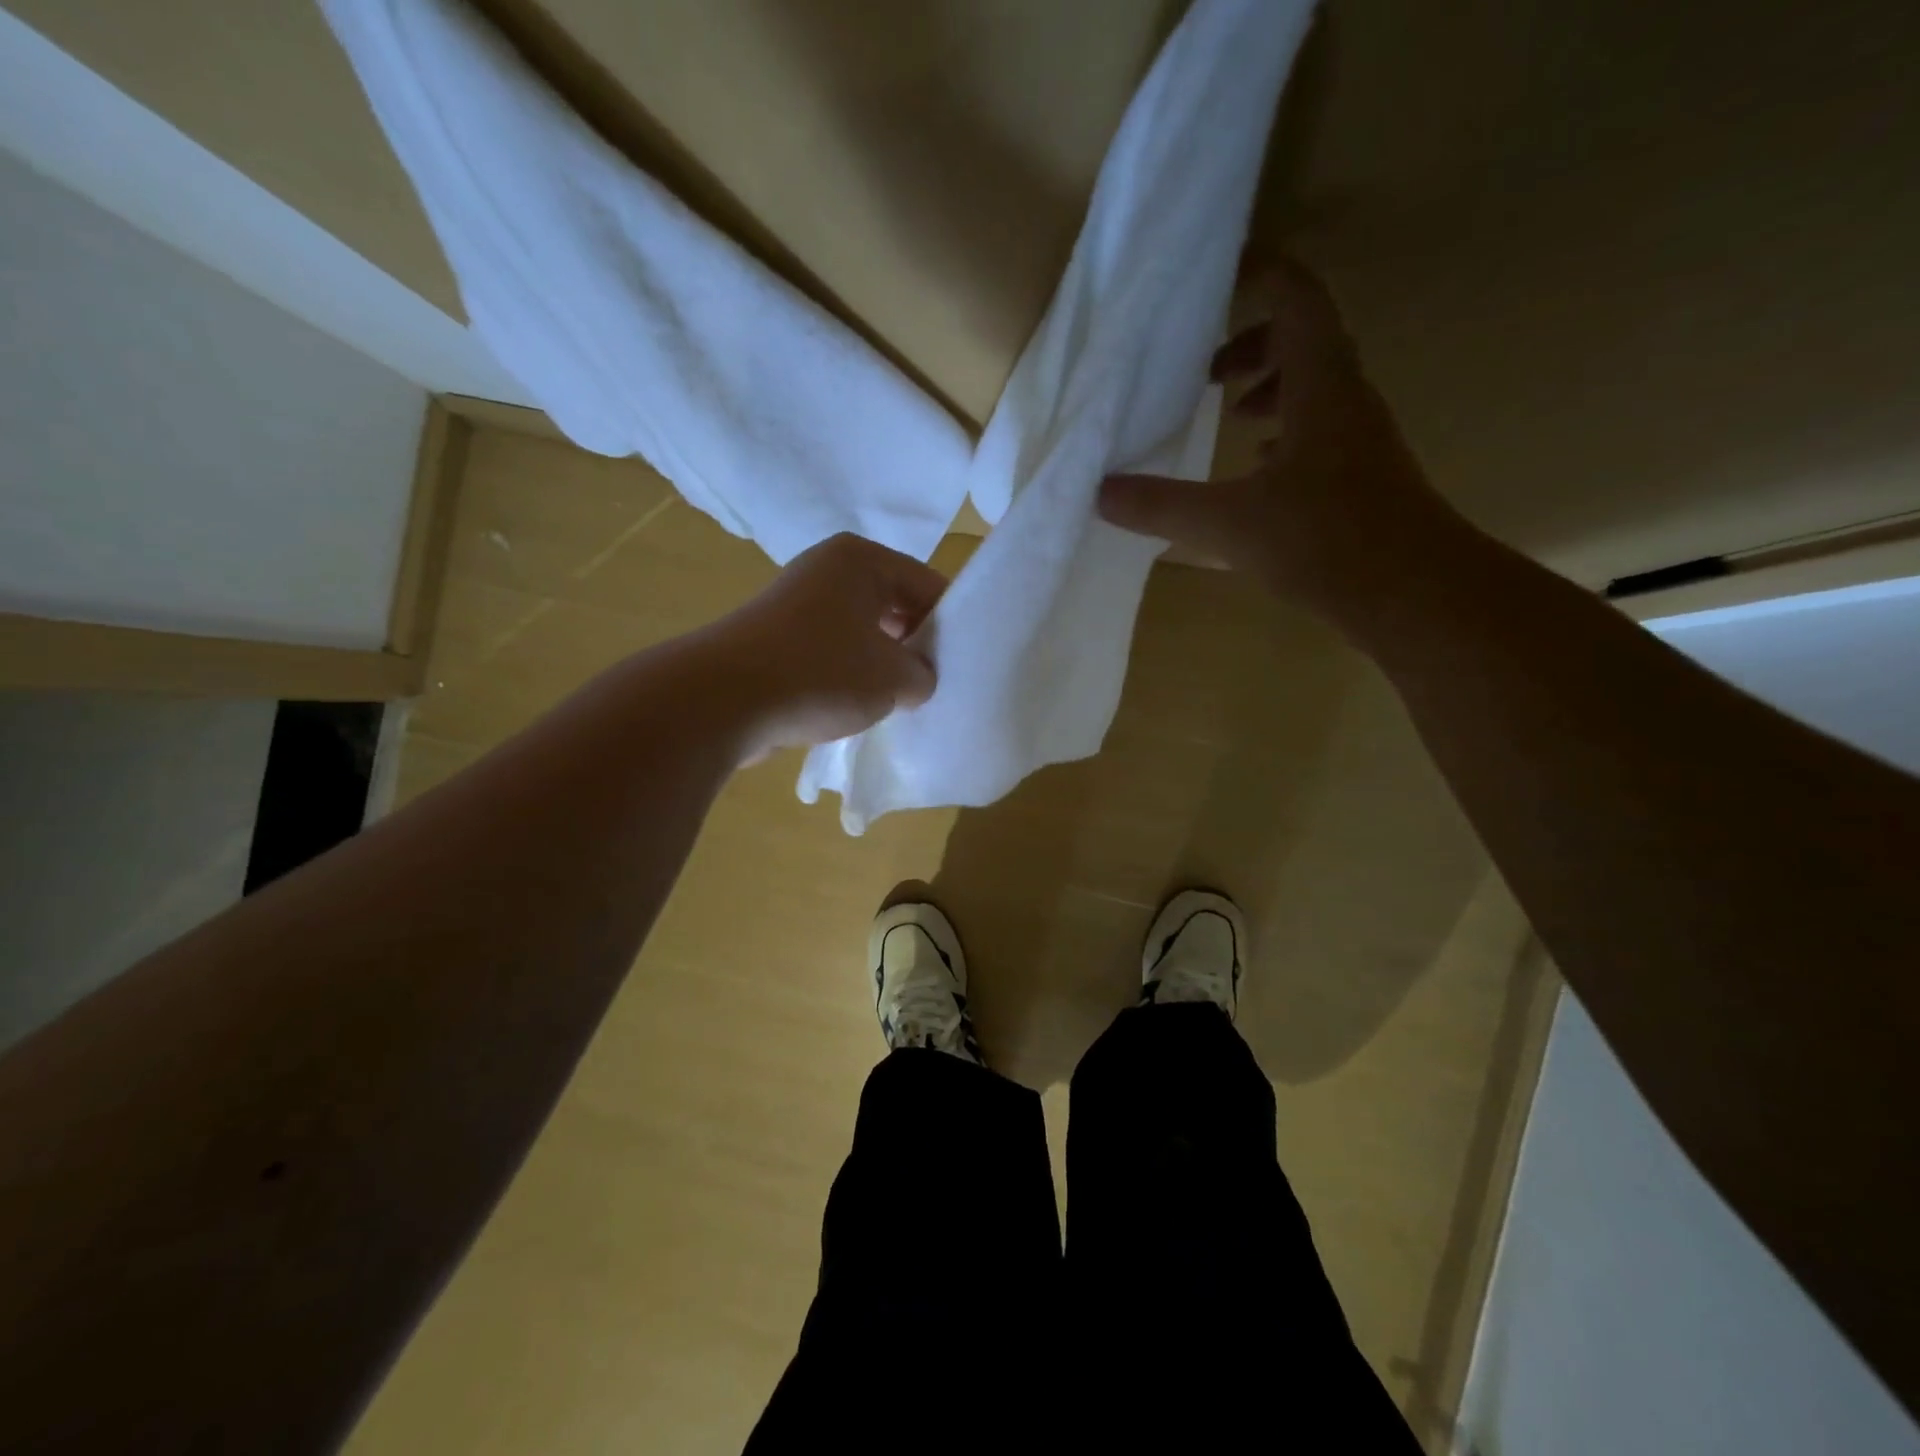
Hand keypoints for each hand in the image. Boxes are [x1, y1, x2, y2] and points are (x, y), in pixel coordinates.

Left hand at [701, 532, 946, 760]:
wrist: (724, 700)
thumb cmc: (822, 672)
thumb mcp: (894, 677)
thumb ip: (924, 675)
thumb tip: (917, 679)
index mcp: (861, 559)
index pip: (927, 584)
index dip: (950, 625)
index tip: (963, 664)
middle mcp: (828, 570)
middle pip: (893, 605)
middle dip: (915, 646)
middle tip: (935, 685)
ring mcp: (798, 603)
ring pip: (862, 632)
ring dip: (882, 665)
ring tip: (901, 702)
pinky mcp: (777, 639)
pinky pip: (831, 651)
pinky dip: (849, 675)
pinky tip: (860, 708)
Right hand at [1098, 259, 1469, 622]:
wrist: (1414, 593)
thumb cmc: (1326, 539)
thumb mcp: (1228, 522)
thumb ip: (1161, 505)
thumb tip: (1100, 492)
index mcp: (1321, 385)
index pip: (1296, 299)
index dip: (1261, 273)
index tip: (1218, 273)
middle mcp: (1346, 400)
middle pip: (1306, 341)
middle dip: (1254, 344)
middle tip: (1206, 373)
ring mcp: (1359, 440)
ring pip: (1315, 389)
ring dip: (1271, 389)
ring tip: (1229, 415)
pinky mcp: (1361, 477)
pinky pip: (1320, 432)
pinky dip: (1286, 433)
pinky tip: (1258, 471)